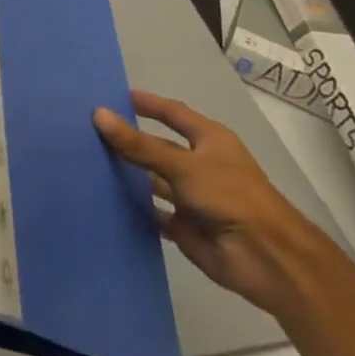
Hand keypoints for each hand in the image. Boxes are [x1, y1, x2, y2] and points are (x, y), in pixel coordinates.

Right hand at [95, 90, 333, 317]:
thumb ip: (139, 144)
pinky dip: (133, 207)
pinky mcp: (184, 226)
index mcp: (209, 140)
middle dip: (129, 140)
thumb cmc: (230, 197)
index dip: (147, 104)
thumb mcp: (182, 165)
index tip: (114, 95)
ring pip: (152, 180)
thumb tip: (98, 114)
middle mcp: (200, 165)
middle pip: (157, 147)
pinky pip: (152, 212)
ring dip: (127, 174)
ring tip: (87, 162)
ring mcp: (192, 197)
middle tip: (88, 130)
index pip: (172, 114)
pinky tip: (103, 198)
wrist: (267, 259)